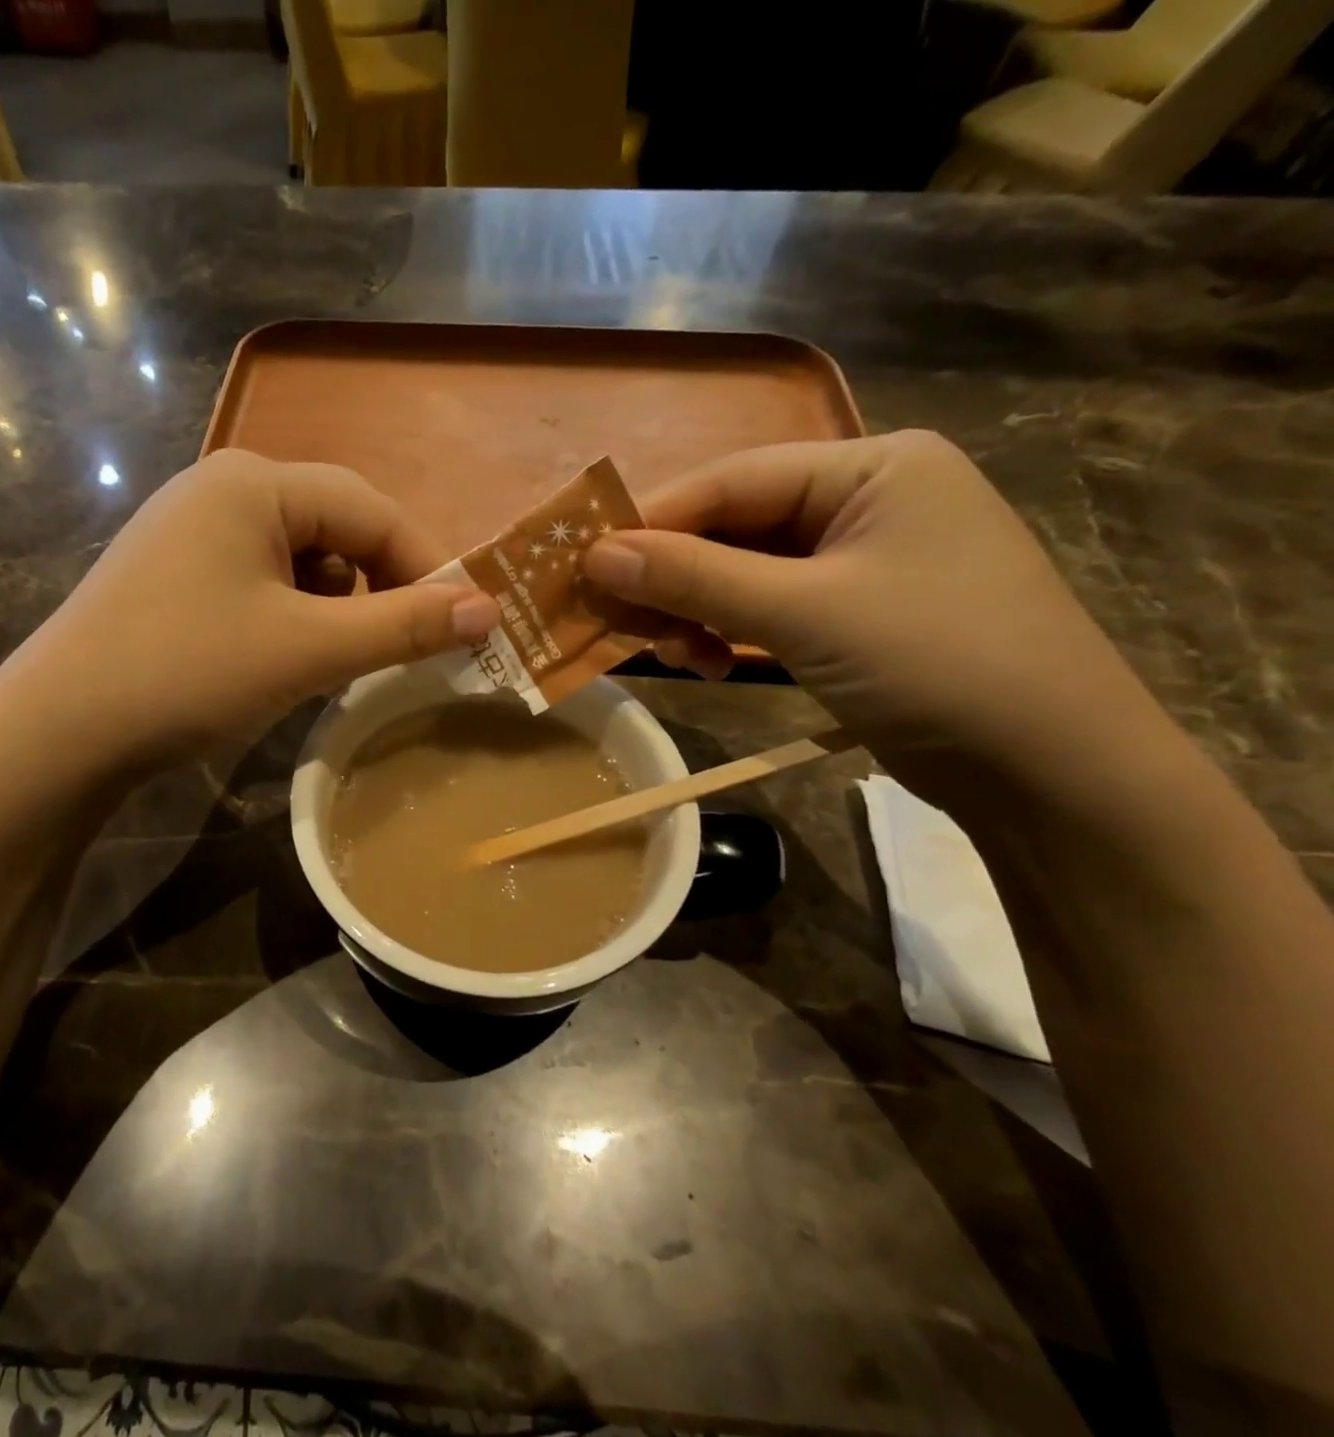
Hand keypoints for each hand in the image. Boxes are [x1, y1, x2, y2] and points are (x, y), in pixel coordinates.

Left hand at [0, 450, 497, 769]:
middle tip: (399, 649)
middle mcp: (222, 488)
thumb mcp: (306, 650)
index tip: (460, 626)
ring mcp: (190, 530)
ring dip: (333, 607)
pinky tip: (279, 658)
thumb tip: (490, 609)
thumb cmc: (188, 673)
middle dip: (376, 588)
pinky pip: (259, 581)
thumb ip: (402, 627)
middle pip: (335, 528)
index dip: (424, 567)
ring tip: (332, 661)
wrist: (58, 731)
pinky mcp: (173, 573)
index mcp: (255, 483)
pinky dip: (290, 616)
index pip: (372, 510)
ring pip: (299, 559)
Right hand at [581, 430, 1170, 792]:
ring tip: (669, 653)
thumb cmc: (936, 663)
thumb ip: (695, 578)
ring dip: (695, 610)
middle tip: (614, 617)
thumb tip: (596, 555)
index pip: (731, 480)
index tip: (584, 562)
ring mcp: (860, 559)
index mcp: (872, 467)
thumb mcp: (804, 613)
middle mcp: (866, 499)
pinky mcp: (853, 612)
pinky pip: (766, 607)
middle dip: (672, 575)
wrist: (1050, 771)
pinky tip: (707, 663)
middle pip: (733, 526)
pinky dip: (726, 632)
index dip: (652, 520)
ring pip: (742, 572)